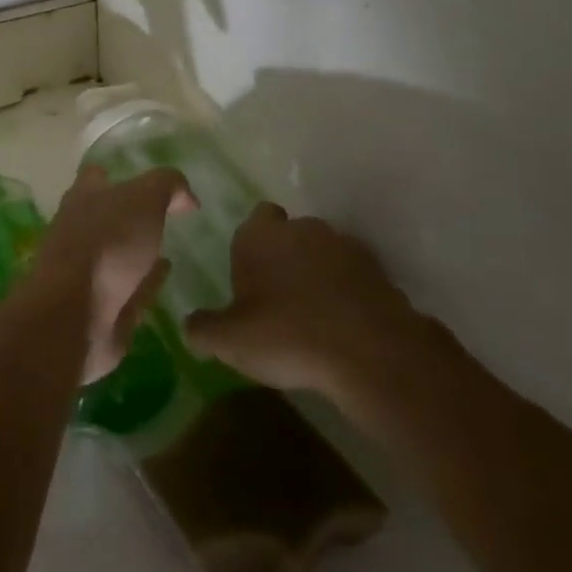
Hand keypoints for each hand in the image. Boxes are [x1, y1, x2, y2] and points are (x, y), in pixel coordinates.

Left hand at [38, 165, 196, 384]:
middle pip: (106, 216)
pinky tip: (165, 276)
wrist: (76, 314)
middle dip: (129, 215)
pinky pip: (129, 288)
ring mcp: (87, 271)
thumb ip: (167, 186)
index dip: (118, 175)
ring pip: (117, 254)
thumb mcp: (144, 198)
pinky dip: (146, 281)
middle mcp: (79, 230)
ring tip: (169, 246)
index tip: (144, 179)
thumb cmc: (107, 243)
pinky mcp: (101, 306)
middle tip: (164, 215)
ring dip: (138, 251)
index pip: (96, 177)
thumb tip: (185, 197)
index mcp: (83, 198)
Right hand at [183, 203, 456, 433]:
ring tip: (314, 316)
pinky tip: (343, 327)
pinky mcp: (380, 273)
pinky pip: (354, 278)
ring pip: (325, 253)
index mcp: (260, 235)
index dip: (254, 243)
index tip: (252, 274)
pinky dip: (348, 294)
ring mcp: (346, 247)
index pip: (256, 217)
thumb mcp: (228, 340)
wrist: (371, 355)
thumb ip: (202, 329)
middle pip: (291, 234)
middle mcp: (303, 229)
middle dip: (286, 257)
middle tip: (278, 299)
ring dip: (319, 274)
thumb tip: (191, 326)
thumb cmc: (286, 335)